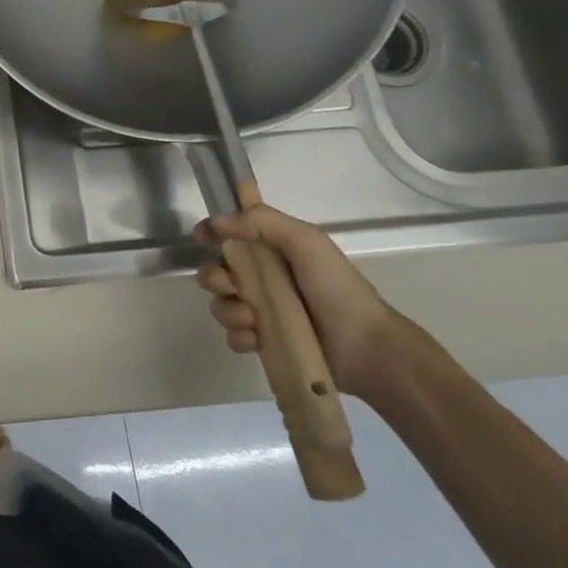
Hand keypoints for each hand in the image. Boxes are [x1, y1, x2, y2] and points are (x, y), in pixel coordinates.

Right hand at [194, 205, 410, 400]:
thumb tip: (216, 221)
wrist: (365, 347)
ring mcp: (263, 312)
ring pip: (221, 305)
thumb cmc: (336, 287)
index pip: (231, 235)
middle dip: (213, 277)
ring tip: (251, 319)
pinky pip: (233, 336)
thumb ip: (262, 222)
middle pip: (216, 271)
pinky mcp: (264, 342)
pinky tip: (256, 339)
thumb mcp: (306, 241)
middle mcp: (263, 278)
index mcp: (273, 250)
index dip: (211, 233)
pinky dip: (239, 336)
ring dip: (227, 310)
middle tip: (230, 286)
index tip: (201, 238)